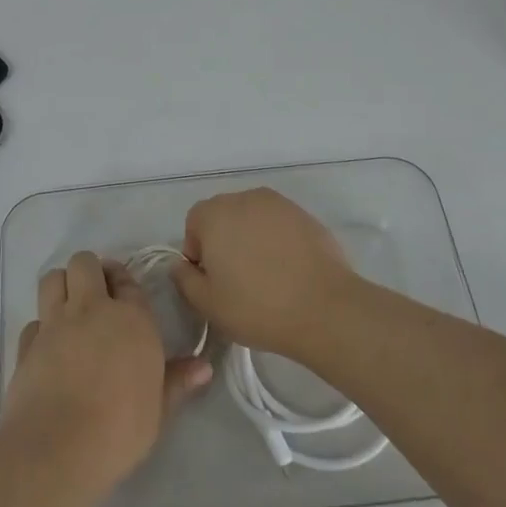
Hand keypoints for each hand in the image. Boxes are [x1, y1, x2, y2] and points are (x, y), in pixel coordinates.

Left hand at [3, 251, 211, 498]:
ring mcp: (54, 323)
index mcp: (131, 319)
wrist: (58, 448)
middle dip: (90, 270)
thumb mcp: (159, 409)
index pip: (127, 280)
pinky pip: (33, 320)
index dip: (123, 281)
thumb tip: (204, 367)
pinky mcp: (26, 344)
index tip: (124, 293)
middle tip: (97, 294)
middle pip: (84, 263)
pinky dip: (41, 327)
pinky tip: (49, 346)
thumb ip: (177, 381)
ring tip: (70, 308)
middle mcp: (91, 309)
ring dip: (62, 285)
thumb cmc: (120, 429)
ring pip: (53, 278)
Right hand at [171, 189, 361, 361]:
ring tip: (265, 274)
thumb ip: (184, 279)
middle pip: (224, 216)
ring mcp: (280, 204)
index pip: (194, 223)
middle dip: (224, 241)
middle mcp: (245, 198)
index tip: (211, 280)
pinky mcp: (306, 216)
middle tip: (236, 279)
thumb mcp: (207, 303)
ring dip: (252, 239)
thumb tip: (181, 264)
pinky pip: (280, 225)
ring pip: (253, 219)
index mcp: (215, 214)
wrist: (324, 308)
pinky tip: (288, 271)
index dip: (197, 252)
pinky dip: (278, 241)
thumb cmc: (257, 307)